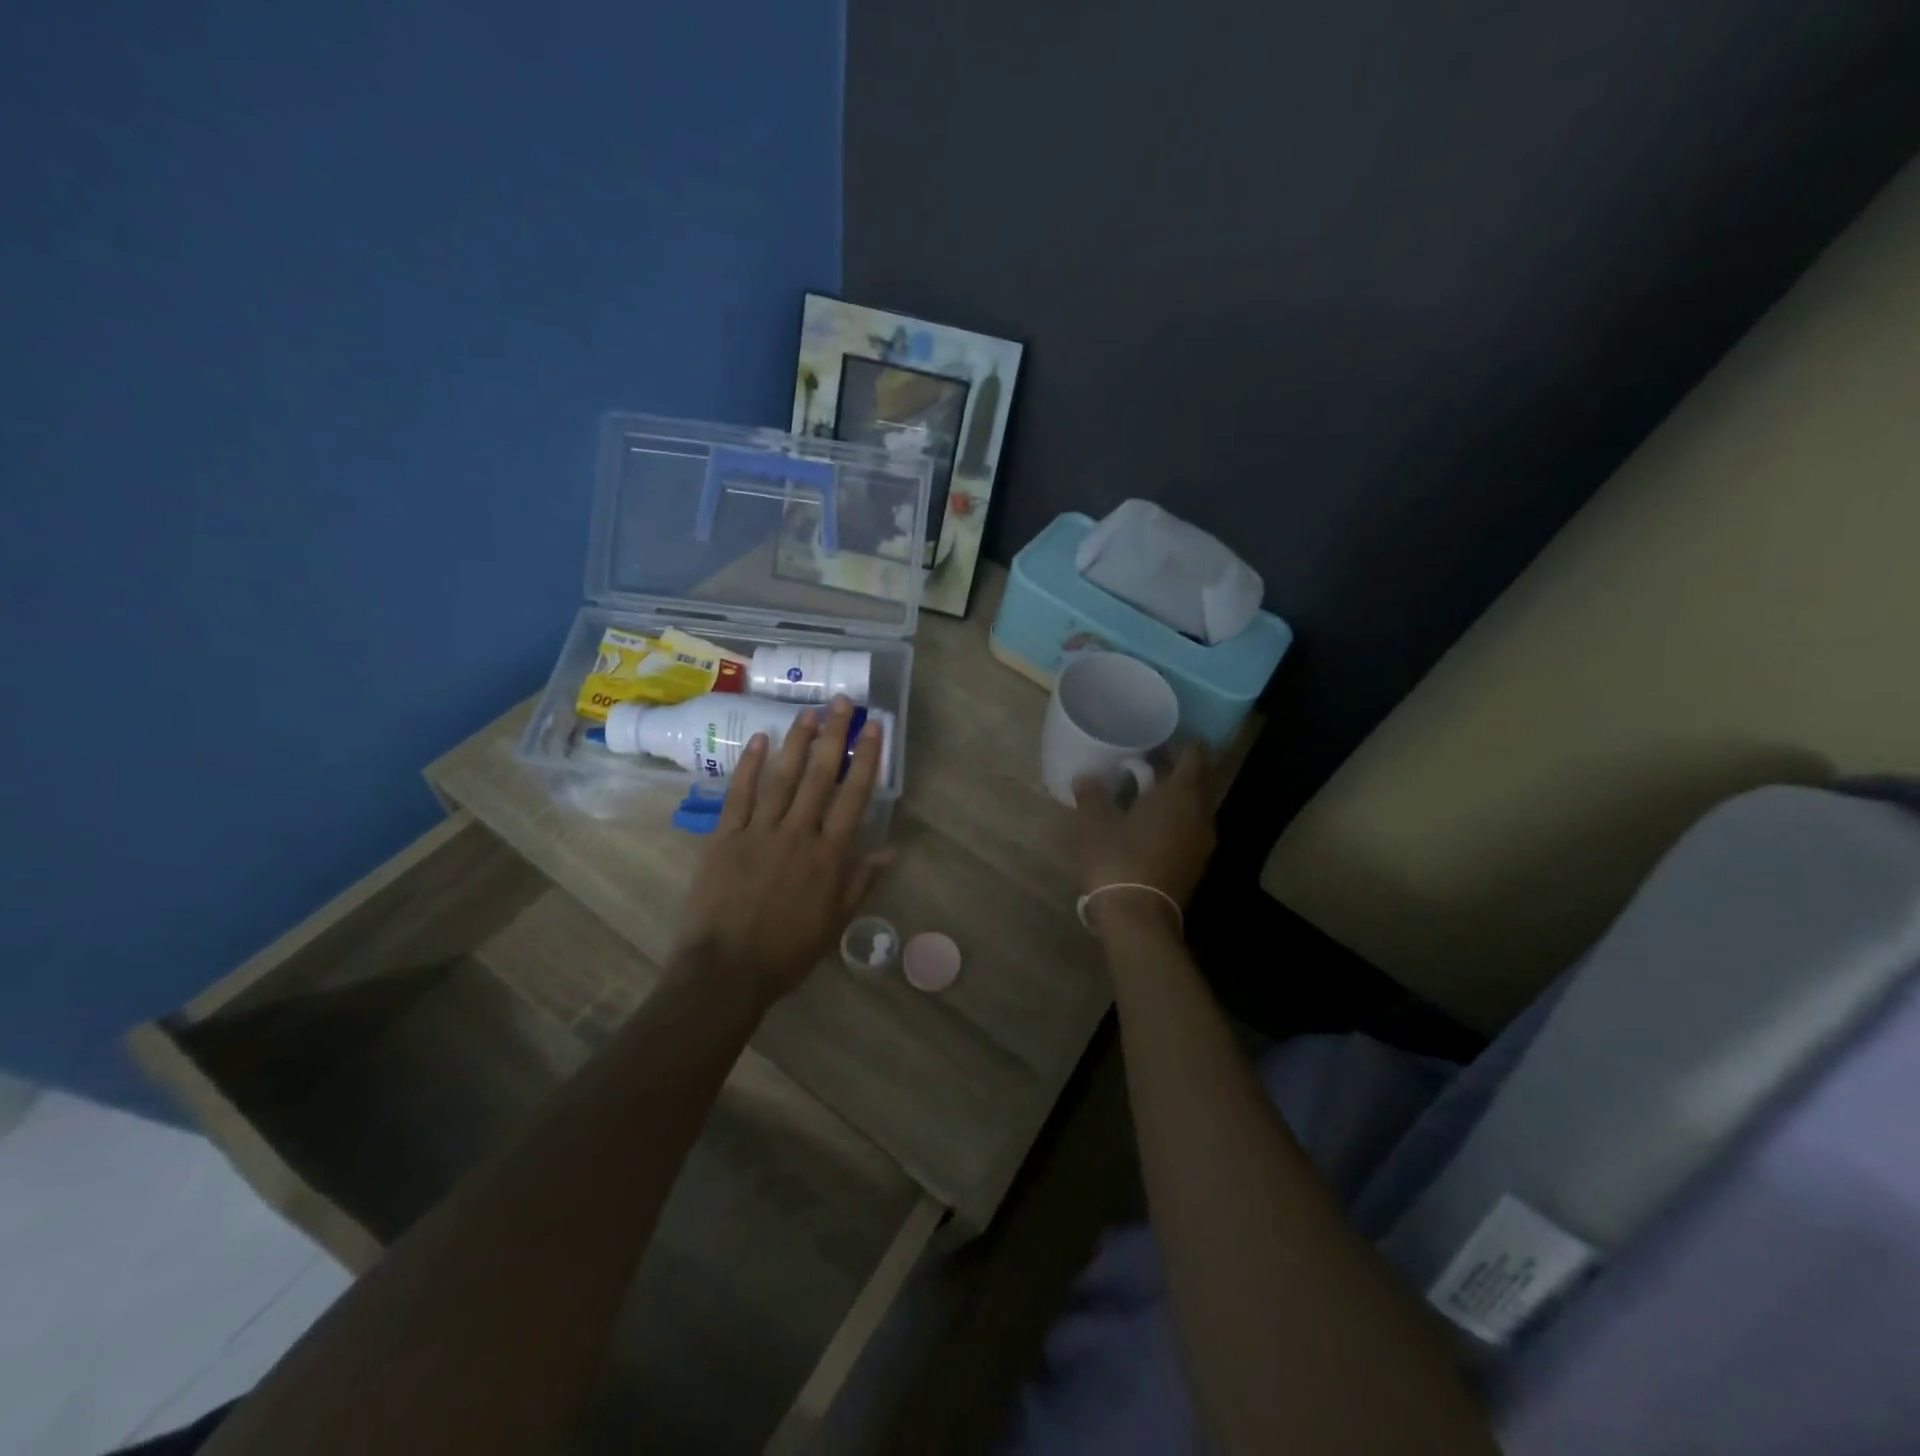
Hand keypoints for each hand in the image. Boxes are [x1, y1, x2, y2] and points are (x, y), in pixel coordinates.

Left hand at [675, 697, 888, 1004]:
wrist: (725, 971)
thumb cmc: (787, 952)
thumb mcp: (835, 922)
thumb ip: (861, 882)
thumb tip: (891, 849)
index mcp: (829, 855)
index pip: (854, 797)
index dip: (867, 759)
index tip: (874, 729)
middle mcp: (798, 833)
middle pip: (820, 776)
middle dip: (834, 736)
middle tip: (843, 703)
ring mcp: (759, 831)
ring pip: (782, 777)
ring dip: (797, 741)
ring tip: (809, 712)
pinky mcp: (725, 836)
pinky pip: (740, 793)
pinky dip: (750, 765)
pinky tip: (762, 740)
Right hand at [1072, 743, 1216, 936]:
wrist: (1137, 918)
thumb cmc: (1117, 859)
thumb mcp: (1094, 823)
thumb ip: (1092, 795)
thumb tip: (1086, 777)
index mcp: (1180, 795)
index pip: (1194, 757)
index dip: (1183, 744)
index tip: (1163, 737)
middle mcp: (1200, 815)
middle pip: (1196, 783)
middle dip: (1176, 770)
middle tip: (1147, 762)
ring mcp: (1202, 843)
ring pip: (1193, 808)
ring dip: (1175, 798)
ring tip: (1145, 793)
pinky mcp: (1195, 865)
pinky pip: (1189, 830)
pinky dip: (1174, 820)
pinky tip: (1149, 825)